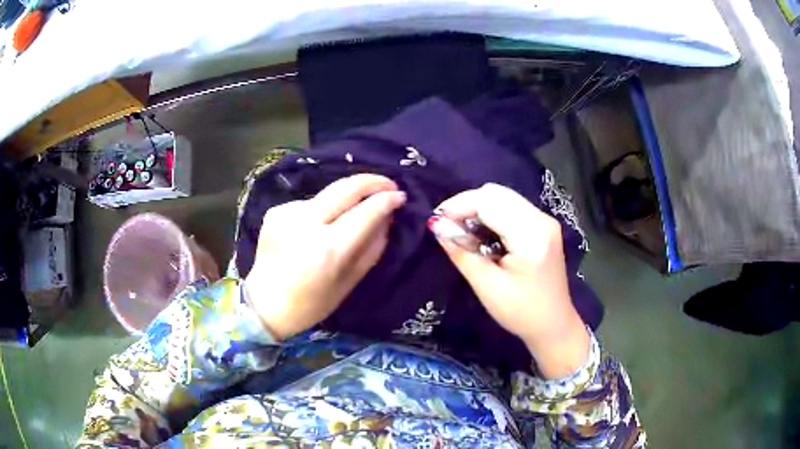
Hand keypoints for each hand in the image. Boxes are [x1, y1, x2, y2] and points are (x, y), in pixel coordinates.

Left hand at [245, 174, 405, 340]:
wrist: (265, 304)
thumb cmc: (311, 303)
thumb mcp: (350, 281)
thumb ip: (372, 247)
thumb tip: (387, 218)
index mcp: (329, 248)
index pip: (365, 211)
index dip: (387, 200)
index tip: (400, 196)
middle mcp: (307, 223)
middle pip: (346, 187)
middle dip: (372, 181)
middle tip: (388, 184)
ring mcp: (288, 213)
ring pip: (328, 194)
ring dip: (346, 198)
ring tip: (353, 211)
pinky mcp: (276, 211)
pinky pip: (310, 204)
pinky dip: (322, 211)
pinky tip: (318, 227)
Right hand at [433, 183, 589, 378]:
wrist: (553, 324)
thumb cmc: (520, 312)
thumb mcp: (487, 287)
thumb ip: (462, 253)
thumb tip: (437, 226)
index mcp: (531, 236)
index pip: (489, 202)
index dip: (459, 206)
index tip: (438, 222)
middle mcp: (541, 220)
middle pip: (496, 193)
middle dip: (467, 204)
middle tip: (448, 226)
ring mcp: (545, 220)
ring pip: (503, 196)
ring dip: (478, 208)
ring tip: (462, 231)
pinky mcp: (543, 225)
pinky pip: (511, 206)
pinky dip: (491, 213)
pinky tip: (482, 233)